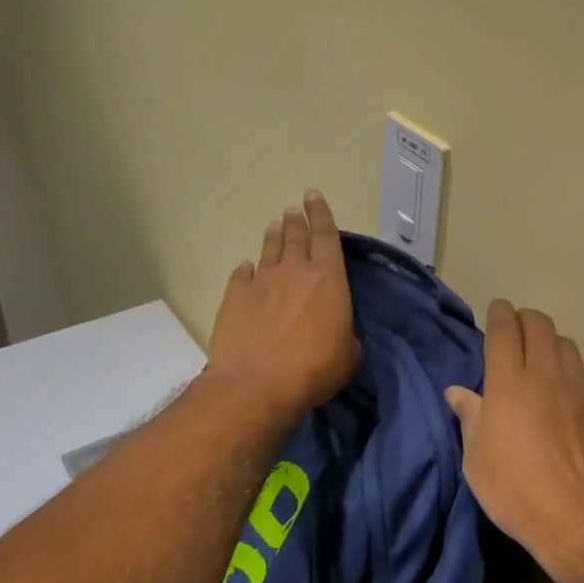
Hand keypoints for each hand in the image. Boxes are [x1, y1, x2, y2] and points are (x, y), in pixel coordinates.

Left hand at [206, 192, 359, 423]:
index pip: (326, 235)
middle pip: (295, 236)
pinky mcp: (235, 297)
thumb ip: (344, 332)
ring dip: (273, 236)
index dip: (321, 214)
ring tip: (274, 226)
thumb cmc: (314, 370)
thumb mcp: (348, 354)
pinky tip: (246, 268)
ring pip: (269, 249)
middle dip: (296, 220)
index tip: (313, 197)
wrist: (256, 385)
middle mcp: (294, 271)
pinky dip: (247, 269)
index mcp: (328, 278)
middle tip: (293, 211)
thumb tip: (336, 330)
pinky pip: (242, 275)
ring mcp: (261, 281)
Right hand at [446, 300, 583, 582]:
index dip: (499, 313)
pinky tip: (571, 394)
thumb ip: (470, 417)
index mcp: (509, 384)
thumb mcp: (477, 461)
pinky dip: (575, 373)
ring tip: (543, 360)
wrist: (583, 521)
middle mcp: (546, 375)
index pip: (504, 330)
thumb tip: (456, 391)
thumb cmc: (518, 493)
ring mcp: (581, 388)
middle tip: (517, 331)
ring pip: (566, 344)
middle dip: (525, 319)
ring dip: (550, 344)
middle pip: (539, 325)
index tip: (498, 309)